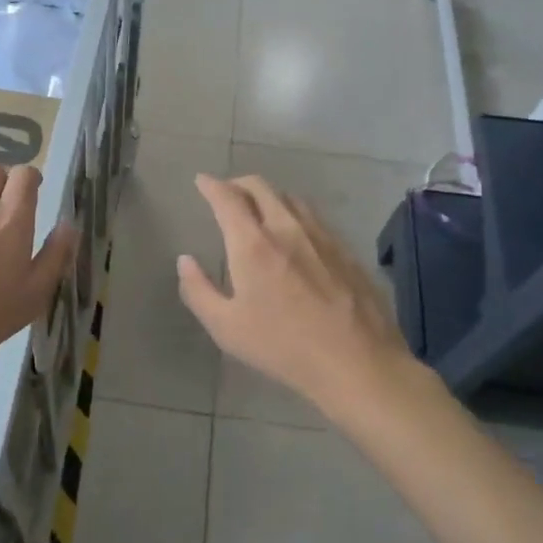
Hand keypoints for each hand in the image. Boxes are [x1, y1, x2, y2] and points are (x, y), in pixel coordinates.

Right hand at [178, 174, 413, 415]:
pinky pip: (314, 217)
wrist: (357, 362)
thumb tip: (185, 261)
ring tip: (260, 209)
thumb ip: (198, 291)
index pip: (227, 198)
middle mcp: (286, 228)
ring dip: (268, 196)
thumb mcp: (226, 328)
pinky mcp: (345, 249)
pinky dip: (294, 213)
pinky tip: (296, 233)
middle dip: (238, 183)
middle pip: (260, 187)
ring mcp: (321, 235)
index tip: (202, 181)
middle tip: (227, 193)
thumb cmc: (283, 347)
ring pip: (290, 198)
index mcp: (253, 244)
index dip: (211, 185)